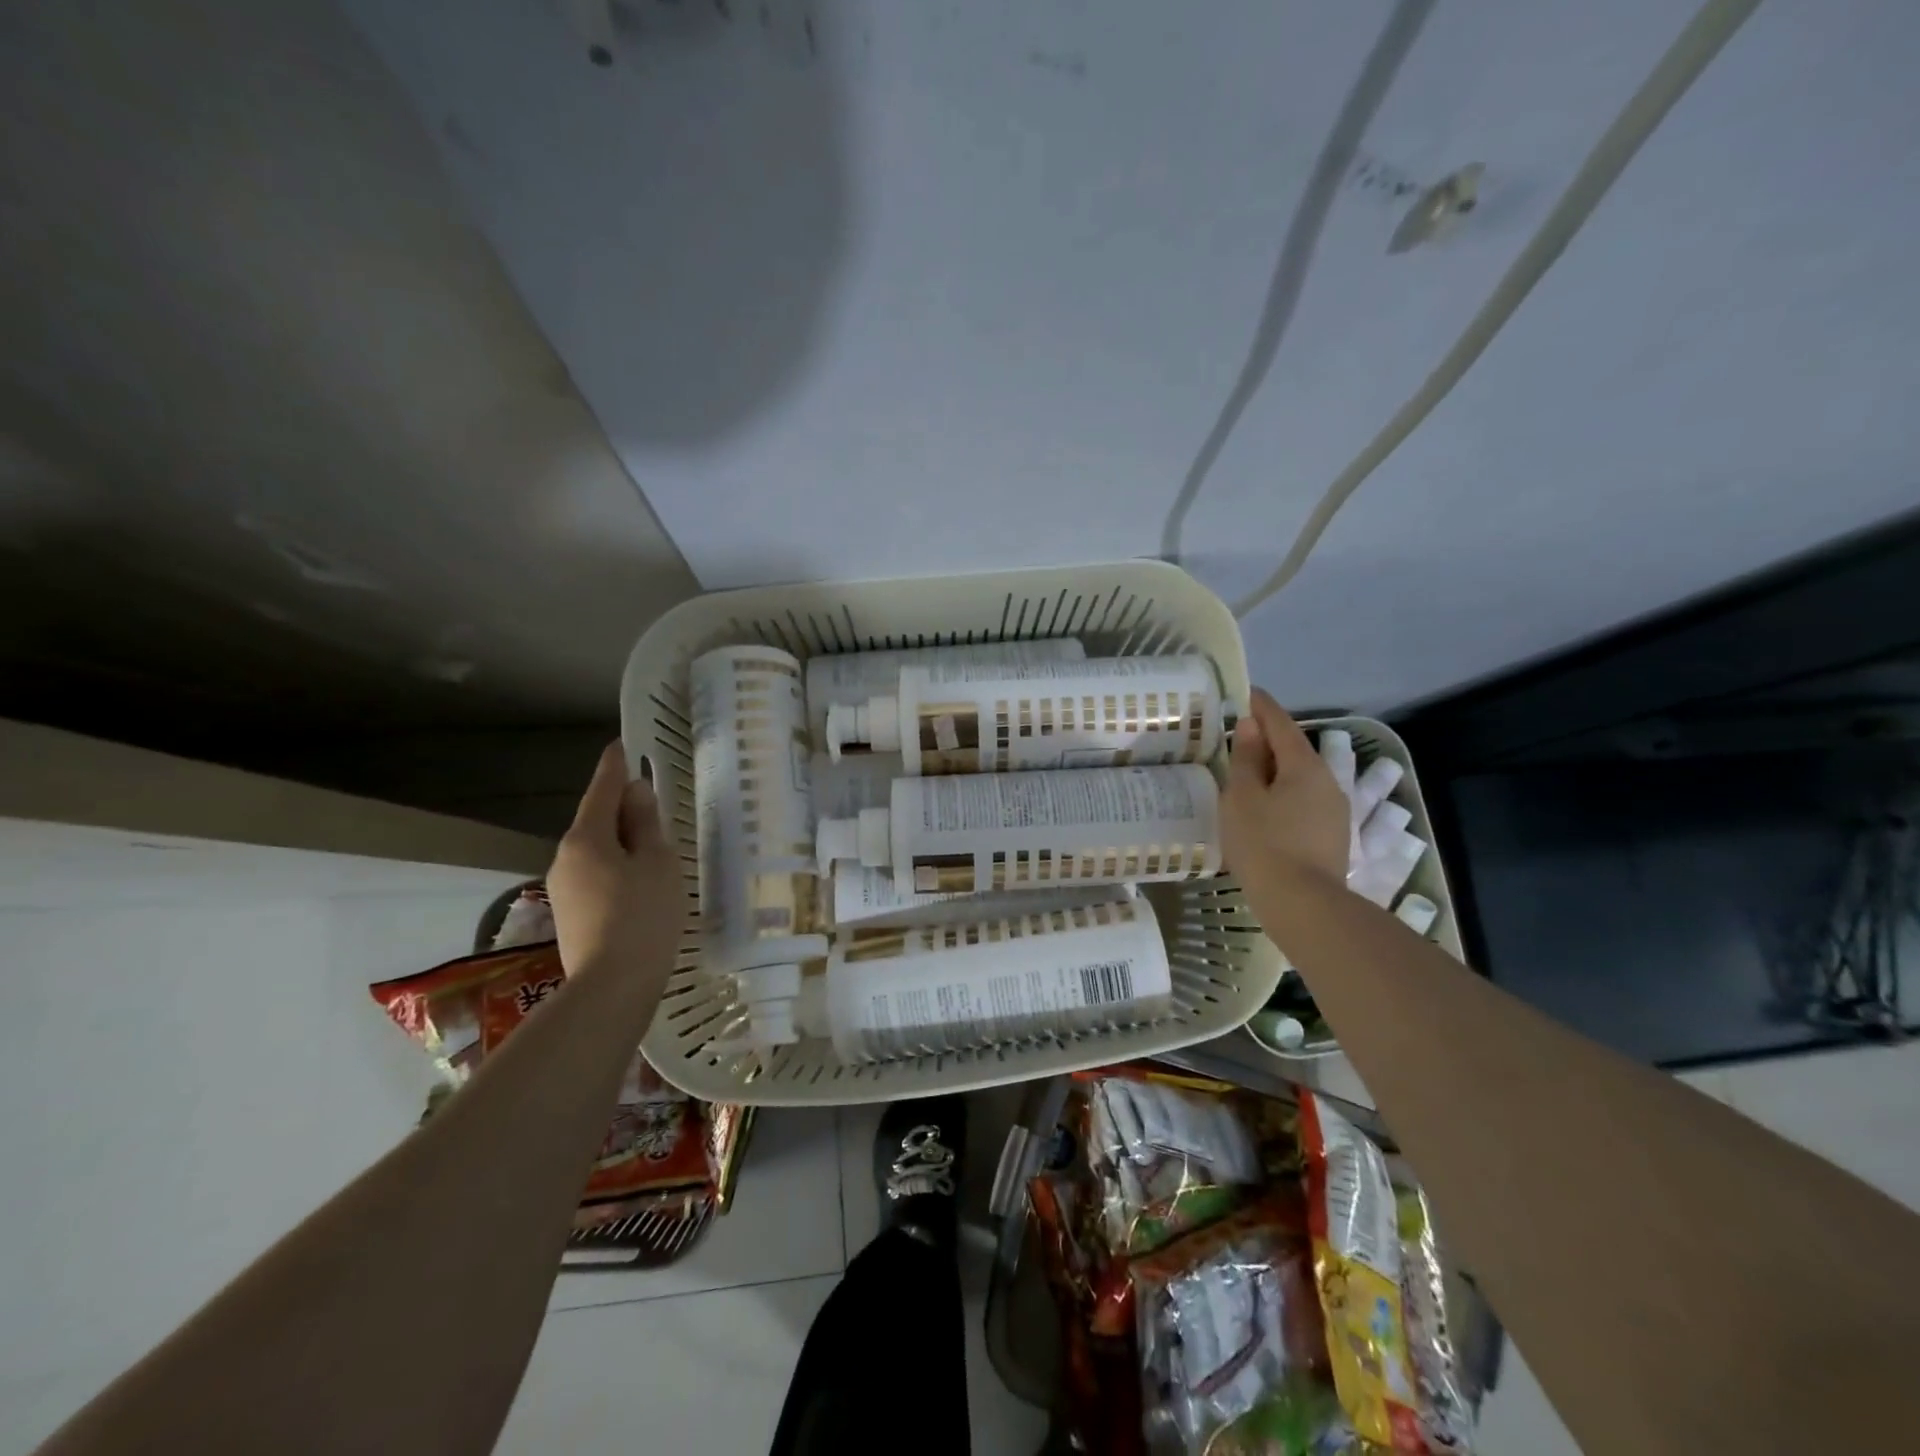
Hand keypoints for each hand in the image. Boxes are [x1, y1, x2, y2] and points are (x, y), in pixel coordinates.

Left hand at [546, 743, 683, 990]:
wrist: (612, 987)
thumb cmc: (643, 916)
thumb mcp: (658, 863)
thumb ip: (647, 825)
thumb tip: (637, 793)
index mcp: (586, 838)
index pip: (602, 790)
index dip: (615, 766)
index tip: (622, 745)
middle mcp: (565, 858)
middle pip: (596, 821)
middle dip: (622, 808)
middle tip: (653, 802)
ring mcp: (564, 889)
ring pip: (596, 851)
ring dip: (621, 841)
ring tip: (654, 846)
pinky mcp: (571, 916)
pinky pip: (596, 875)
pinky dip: (617, 867)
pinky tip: (639, 881)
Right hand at [1221, 688, 1349, 927]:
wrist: (1303, 904)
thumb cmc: (1264, 844)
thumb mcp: (1242, 797)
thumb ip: (1246, 759)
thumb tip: (1251, 726)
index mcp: (1304, 765)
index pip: (1281, 723)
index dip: (1262, 706)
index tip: (1246, 693)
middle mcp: (1327, 781)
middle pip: (1293, 750)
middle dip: (1267, 741)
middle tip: (1238, 737)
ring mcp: (1334, 810)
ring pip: (1300, 778)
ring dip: (1275, 771)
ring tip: (1246, 776)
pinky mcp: (1332, 835)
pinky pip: (1303, 801)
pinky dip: (1282, 795)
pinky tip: (1265, 810)